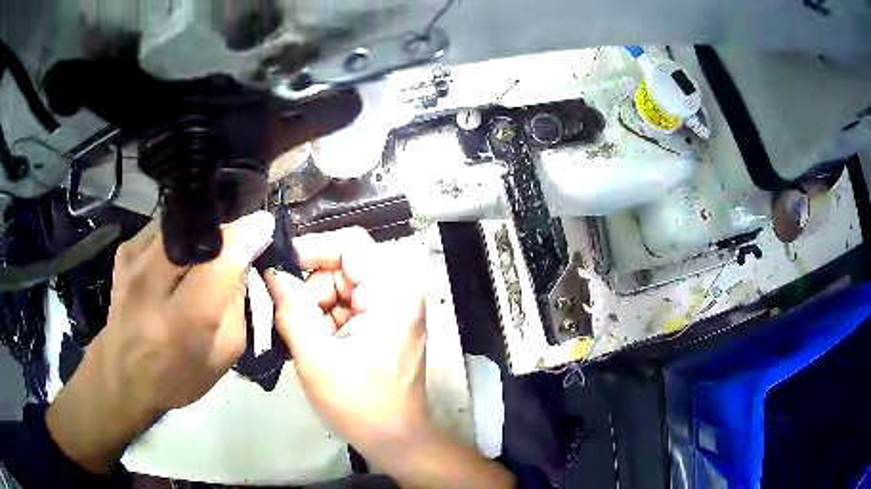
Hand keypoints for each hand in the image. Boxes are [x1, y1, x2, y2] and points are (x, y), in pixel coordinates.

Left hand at [47, 211, 274, 473]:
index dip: (246, 236)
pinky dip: (180, 236)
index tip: (265, 224)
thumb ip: (237, 306)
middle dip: (226, 227)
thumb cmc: (177, 376)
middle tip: (239, 237)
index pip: (219, 262)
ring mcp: (133, 260)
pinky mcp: (124, 249)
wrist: (122, 374)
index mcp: (182, 322)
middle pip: (197, 230)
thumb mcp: (222, 356)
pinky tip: (180, 258)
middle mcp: (151, 284)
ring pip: (180, 222)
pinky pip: (163, 227)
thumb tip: (243, 258)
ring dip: (202, 232)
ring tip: (208, 252)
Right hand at [266, 228, 514, 487]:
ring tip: (308, 343)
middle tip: (292, 323)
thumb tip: (272, 271)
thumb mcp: (316, 357)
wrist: (395, 440)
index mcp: (392, 292)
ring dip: (316, 310)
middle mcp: (398, 291)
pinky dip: (326, 321)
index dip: (311, 249)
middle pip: (342, 266)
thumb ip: (291, 309)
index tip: (279, 271)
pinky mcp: (384, 324)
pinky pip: (346, 306)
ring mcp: (392, 308)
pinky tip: (319, 346)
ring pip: (339, 287)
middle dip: (312, 291)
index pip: (350, 244)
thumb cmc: (359, 404)